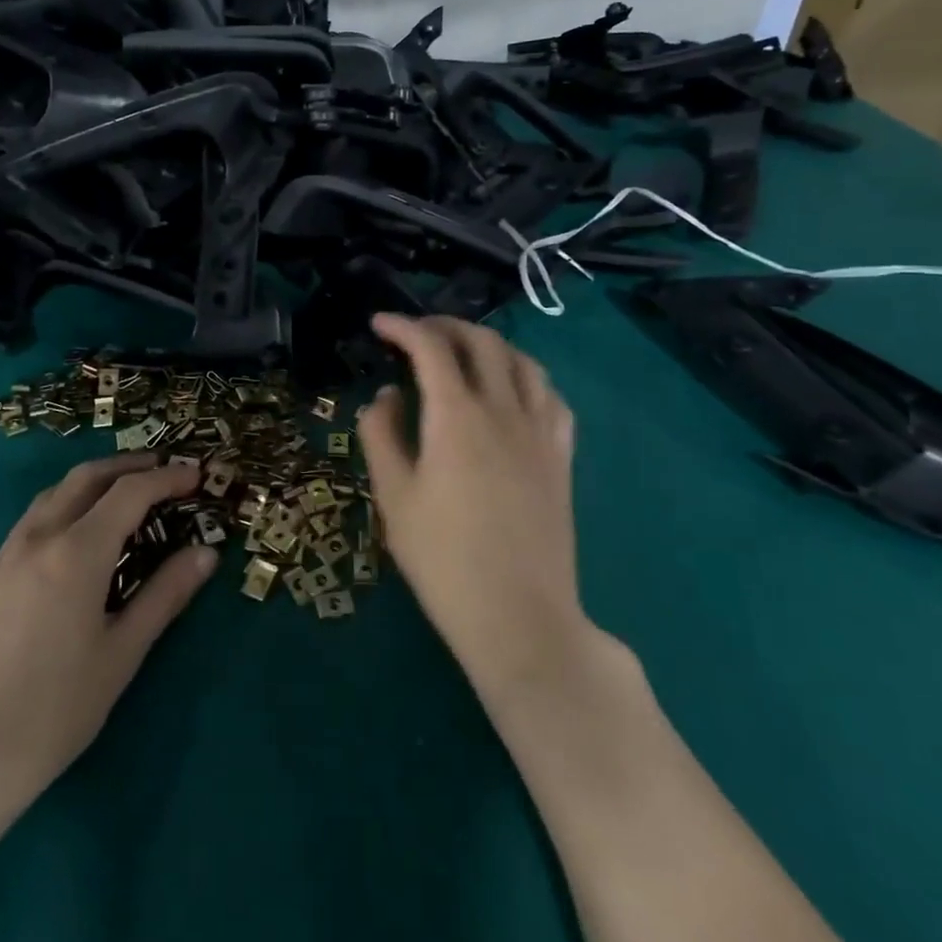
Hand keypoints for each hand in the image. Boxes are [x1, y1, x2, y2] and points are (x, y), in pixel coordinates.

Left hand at [0, 453, 214, 850]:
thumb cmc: (47, 716)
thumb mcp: (119, 656)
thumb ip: (164, 597)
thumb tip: (206, 553)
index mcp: (75, 552)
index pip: (130, 492)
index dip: (167, 478)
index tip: (196, 475)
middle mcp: (36, 540)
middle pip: (85, 478)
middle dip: (127, 466)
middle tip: (162, 469)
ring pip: (50, 498)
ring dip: (90, 484)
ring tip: (119, 497)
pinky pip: (27, 528)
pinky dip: (61, 514)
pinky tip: (69, 550)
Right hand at [357, 314, 589, 702]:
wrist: (519, 617)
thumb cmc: (444, 559)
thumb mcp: (394, 498)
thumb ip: (382, 434)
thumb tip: (388, 395)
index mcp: (457, 416)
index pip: (431, 348)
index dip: (403, 327)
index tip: (379, 324)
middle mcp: (504, 409)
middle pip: (482, 342)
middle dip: (447, 326)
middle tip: (418, 334)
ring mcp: (540, 431)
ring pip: (523, 362)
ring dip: (490, 345)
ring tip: (465, 354)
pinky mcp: (562, 456)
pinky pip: (551, 396)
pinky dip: (527, 377)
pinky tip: (514, 392)